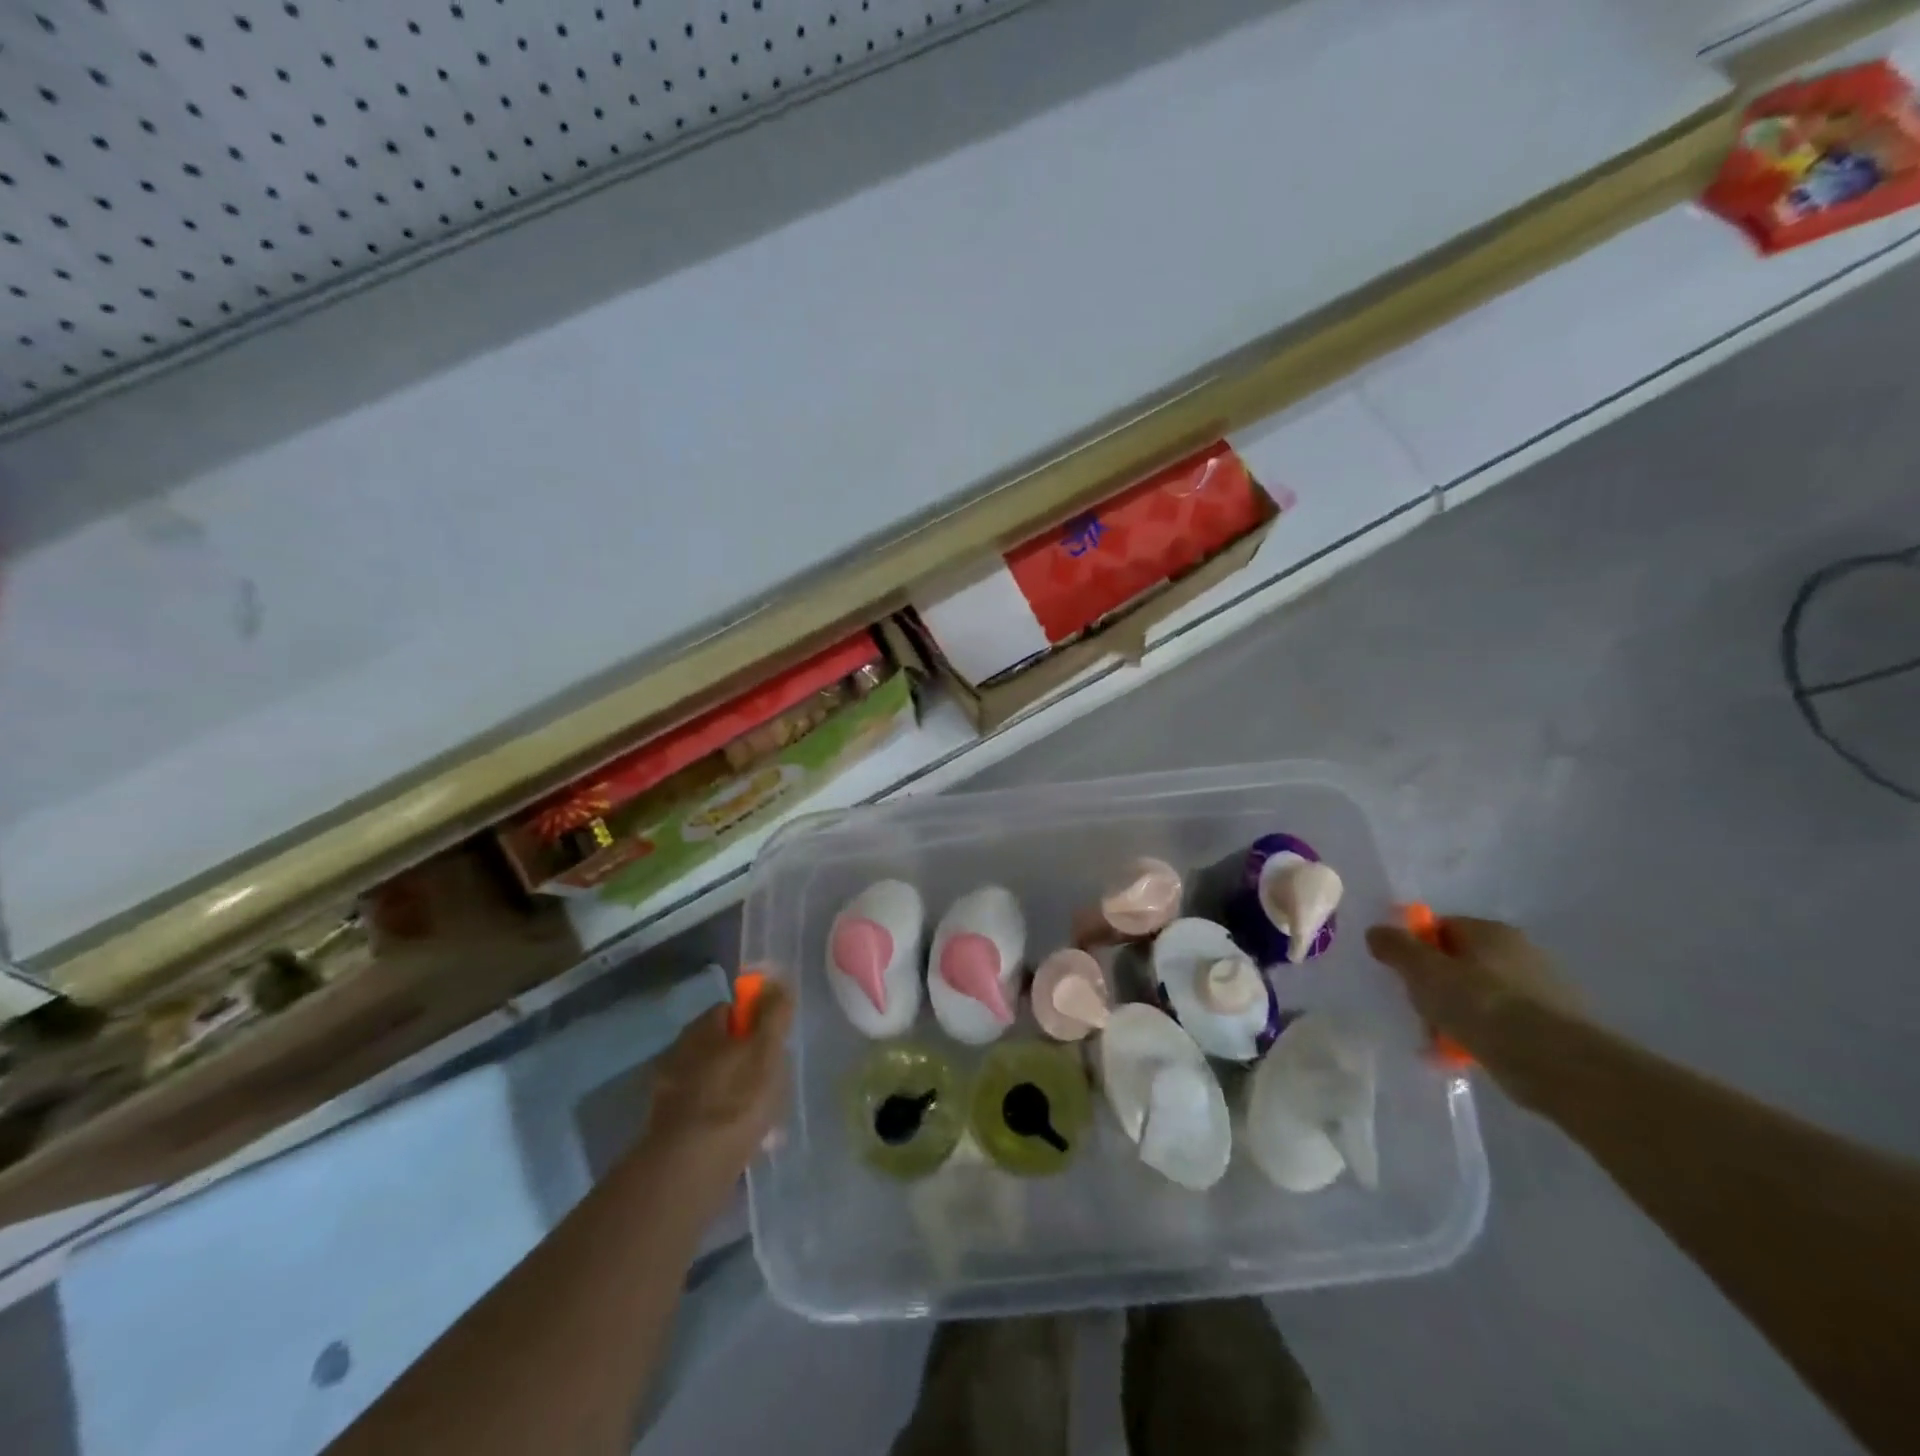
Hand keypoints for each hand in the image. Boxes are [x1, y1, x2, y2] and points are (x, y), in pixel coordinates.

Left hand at [642, 979, 794, 1193]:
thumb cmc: (736, 1097)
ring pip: (710, 1080)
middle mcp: (677, 1052)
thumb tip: (777, 979)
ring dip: (732, 1091)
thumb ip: (774, 1013)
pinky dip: (719, 1119)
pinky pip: (702, 1112)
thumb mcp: (767, 1049)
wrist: (692, 1166)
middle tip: (770, 1081)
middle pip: (719, 1046)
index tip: (773, 1043)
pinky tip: (739, 1139)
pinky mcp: (666, 1128)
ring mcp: (668, 1092)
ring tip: (759, 1117)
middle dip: (743, 1060)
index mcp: (700, 1029)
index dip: (754, 1022)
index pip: (729, 1010)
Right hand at [1365, 916, 1583, 1080]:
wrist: (1555, 1064)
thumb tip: (1376, 931)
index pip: (1441, 928)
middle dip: (1436, 985)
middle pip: (1460, 962)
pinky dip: (1482, 1036)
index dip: (1415, 949)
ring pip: (1480, 996)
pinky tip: (1465, 1056)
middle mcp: (1521, 951)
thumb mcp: (1423, 972)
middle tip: (1417, 1009)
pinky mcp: (1555, 1027)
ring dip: (1457, 1013)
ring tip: (1438, 1041)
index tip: (1401, 976)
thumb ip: (1396, 947)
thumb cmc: (1481, 1005)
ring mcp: (1543, 990)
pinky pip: (1502, 1024)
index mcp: (1491, 931)